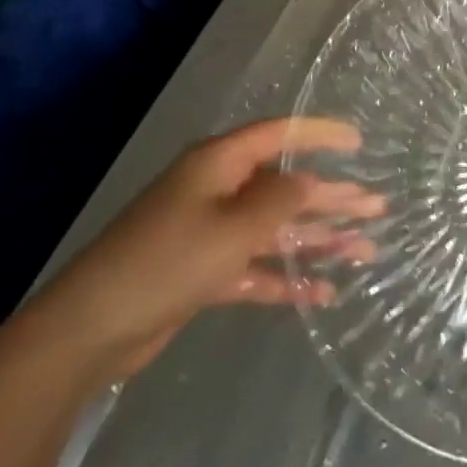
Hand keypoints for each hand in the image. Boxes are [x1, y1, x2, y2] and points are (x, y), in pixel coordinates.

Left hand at [25, 118, 382, 384]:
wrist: (89, 332)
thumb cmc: (167, 261)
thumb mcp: (233, 226)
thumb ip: (281, 200)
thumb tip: (312, 180)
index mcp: (220, 164)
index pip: (280, 135)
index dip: (321, 134)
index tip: (360, 141)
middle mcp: (219, 191)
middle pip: (286, 187)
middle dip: (333, 198)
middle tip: (378, 206)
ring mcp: (211, 233)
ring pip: (277, 230)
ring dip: (318, 240)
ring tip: (365, 250)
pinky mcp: (205, 273)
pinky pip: (257, 268)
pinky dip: (287, 278)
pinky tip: (323, 293)